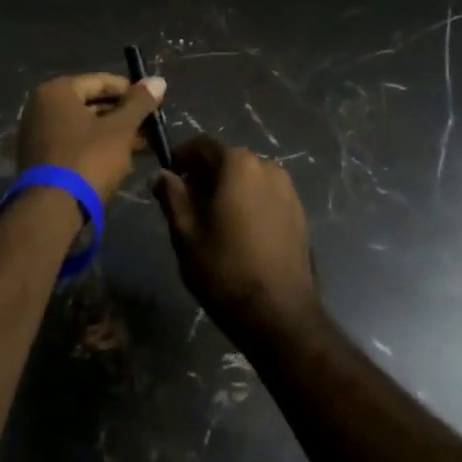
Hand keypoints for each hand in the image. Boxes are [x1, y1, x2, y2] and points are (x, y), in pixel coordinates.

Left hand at [15, 72, 165, 201]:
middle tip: (151, 127)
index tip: (154, 104)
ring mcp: (38, 134)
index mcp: (57, 91)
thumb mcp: (120, 130)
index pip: (101, 81)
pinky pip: (75, 144)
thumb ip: (139, 103)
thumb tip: (159, 80)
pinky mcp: (41, 160)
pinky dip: (97, 148)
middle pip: (92, 104)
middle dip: (123, 116)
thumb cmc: (87, 160)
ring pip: (85, 127)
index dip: (131, 91)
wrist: (51, 211)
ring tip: (144, 146)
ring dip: (114, 134)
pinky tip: (122, 160)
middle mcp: (42, 107)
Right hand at [152, 136, 319, 341]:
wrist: (279, 315)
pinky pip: (266, 197)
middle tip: (187, 204)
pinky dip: (249, 204)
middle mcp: (267, 167)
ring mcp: (288, 190)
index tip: (168, 177)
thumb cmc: (224, 269)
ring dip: (229, 190)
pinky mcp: (299, 214)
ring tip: (213, 221)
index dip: (181, 158)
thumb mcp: (185, 233)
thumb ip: (172, 197)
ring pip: (248, 180)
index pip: (202, 146)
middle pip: (227, 161)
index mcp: (238, 164)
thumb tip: (162, 174)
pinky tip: (239, 233)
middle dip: (205, 176)